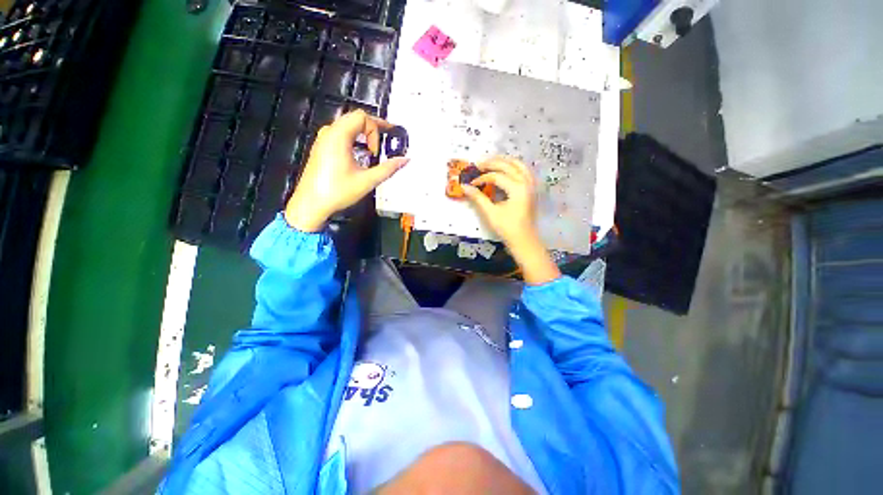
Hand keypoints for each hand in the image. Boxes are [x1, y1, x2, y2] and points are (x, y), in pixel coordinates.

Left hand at [285, 110, 409, 231]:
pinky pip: (340, 134)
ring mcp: (323, 139)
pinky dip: (354, 139)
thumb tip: (405, 160)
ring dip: (363, 134)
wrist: (311, 204)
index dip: (376, 130)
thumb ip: (388, 168)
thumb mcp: (367, 181)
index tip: (379, 150)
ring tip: (372, 152)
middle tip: (384, 143)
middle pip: (354, 118)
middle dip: (372, 129)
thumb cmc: (337, 191)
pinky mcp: (321, 148)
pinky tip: (359, 156)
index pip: (362, 117)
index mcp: (339, 136)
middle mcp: (329, 133)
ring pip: (347, 125)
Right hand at [463, 156, 559, 284]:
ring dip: (504, 161)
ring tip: (491, 161)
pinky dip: (514, 166)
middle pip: (508, 165)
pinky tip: (506, 168)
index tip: (471, 183)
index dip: (481, 178)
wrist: (524, 240)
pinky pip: (524, 171)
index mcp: (517, 188)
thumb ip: (478, 198)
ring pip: (519, 164)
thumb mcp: (491, 213)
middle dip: (492, 163)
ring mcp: (531, 185)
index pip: (496, 176)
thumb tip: (464, 187)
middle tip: (477, 164)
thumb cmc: (507, 228)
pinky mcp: (531, 189)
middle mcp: (526, 182)